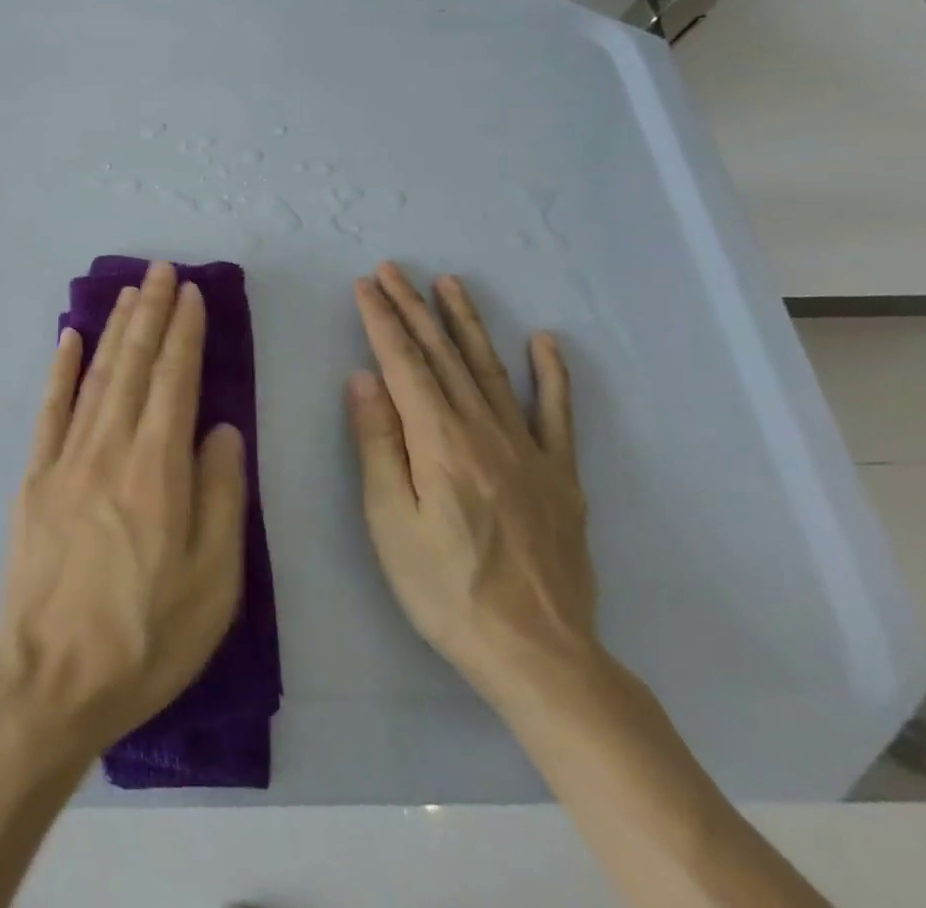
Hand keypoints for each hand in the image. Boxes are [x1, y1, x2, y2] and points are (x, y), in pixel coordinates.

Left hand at [0, 261, 248, 762]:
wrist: (51, 679)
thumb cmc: (147, 637)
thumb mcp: (214, 581)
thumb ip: (222, 495)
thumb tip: (222, 428)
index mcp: (159, 469)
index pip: (176, 381)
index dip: (185, 334)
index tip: (192, 295)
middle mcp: (111, 448)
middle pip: (136, 365)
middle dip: (152, 313)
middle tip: (162, 271)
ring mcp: (67, 457)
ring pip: (97, 376)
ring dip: (115, 329)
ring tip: (130, 292)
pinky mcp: (34, 476)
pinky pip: (49, 409)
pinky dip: (61, 369)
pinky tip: (70, 337)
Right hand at [347, 261, 600, 712]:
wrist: (540, 655)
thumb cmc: (445, 590)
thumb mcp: (390, 521)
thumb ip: (378, 443)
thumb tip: (365, 378)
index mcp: (439, 441)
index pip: (403, 363)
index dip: (382, 320)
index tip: (365, 284)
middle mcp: (484, 431)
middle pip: (442, 355)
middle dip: (414, 308)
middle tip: (394, 269)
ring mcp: (528, 450)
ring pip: (491, 370)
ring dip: (467, 323)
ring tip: (450, 284)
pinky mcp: (560, 475)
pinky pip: (556, 414)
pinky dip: (551, 374)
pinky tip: (545, 341)